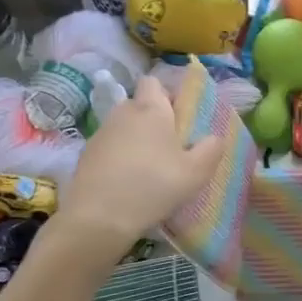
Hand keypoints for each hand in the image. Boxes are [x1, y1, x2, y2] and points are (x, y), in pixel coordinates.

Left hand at [58, 74, 224, 257]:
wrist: (99, 217)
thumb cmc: (153, 187)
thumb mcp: (195, 172)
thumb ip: (211, 149)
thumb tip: (216, 136)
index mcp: (151, 109)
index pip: (153, 82)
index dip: (166, 95)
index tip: (179, 118)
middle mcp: (123, 113)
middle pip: (139, 105)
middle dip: (152, 119)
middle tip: (169, 147)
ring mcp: (100, 133)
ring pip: (123, 127)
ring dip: (135, 140)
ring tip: (148, 168)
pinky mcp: (85, 155)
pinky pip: (109, 147)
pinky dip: (118, 157)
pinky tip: (127, 182)